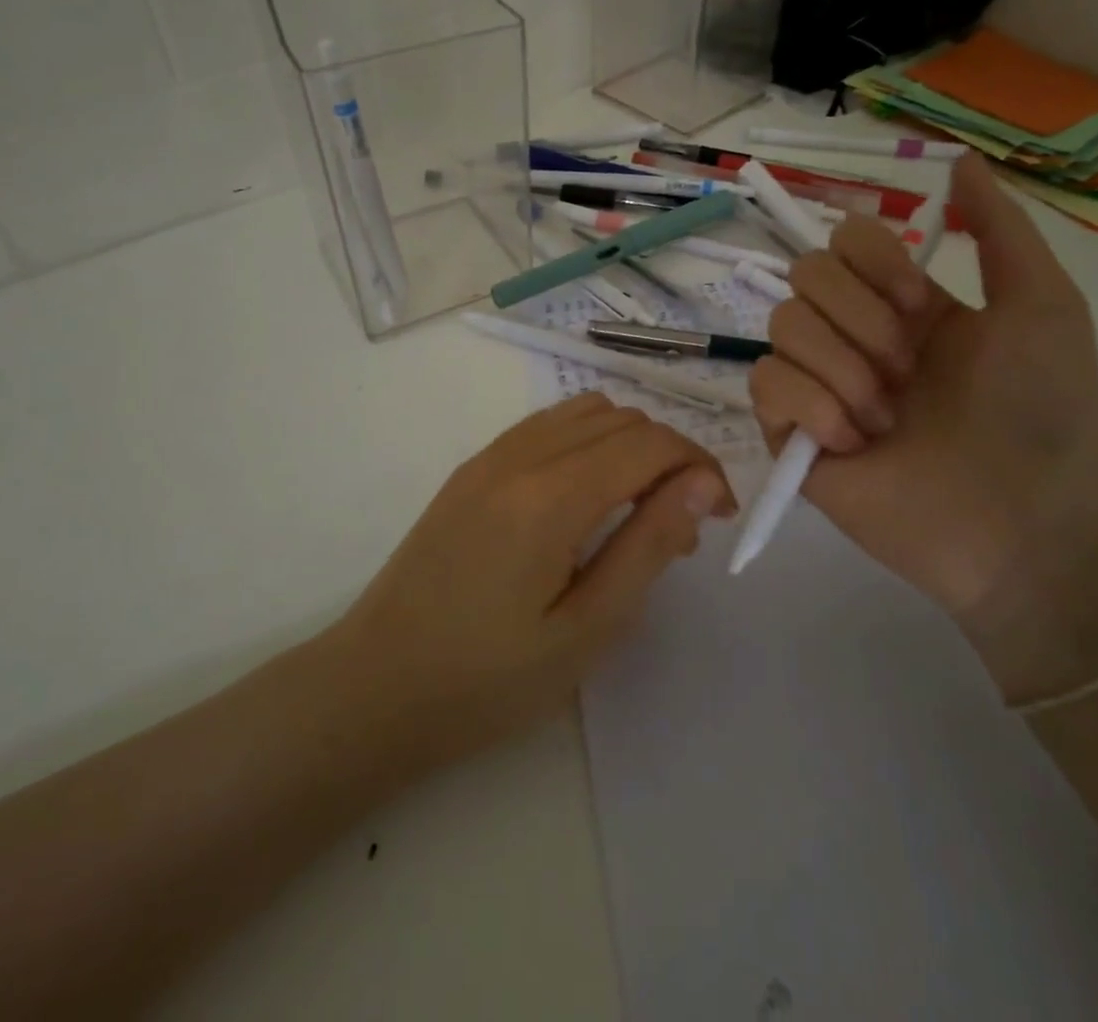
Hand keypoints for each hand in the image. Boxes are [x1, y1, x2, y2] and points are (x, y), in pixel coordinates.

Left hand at [325, 395, 733, 770]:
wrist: (375, 686)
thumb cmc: (487, 679)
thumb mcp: (586, 628)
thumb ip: (649, 546)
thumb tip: (702, 484)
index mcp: (552, 495)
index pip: (650, 443)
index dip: (700, 466)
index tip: (722, 513)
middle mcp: (521, 455)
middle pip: (621, 419)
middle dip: (670, 455)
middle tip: (683, 524)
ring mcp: (490, 456)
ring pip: (584, 412)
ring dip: (628, 442)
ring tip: (638, 507)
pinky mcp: (472, 468)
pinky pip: (546, 426)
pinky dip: (587, 440)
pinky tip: (587, 495)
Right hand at [749, 155, 1097, 690]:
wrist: (1025, 525)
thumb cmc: (1043, 412)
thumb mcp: (1042, 305)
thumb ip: (1000, 228)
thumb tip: (956, 159)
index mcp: (902, 303)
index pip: (844, 240)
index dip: (875, 261)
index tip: (924, 306)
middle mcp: (852, 334)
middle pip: (805, 274)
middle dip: (862, 320)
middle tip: (910, 371)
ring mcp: (817, 383)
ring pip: (781, 326)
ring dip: (843, 368)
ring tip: (887, 417)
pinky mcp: (789, 432)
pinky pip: (766, 384)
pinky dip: (811, 406)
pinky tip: (854, 442)